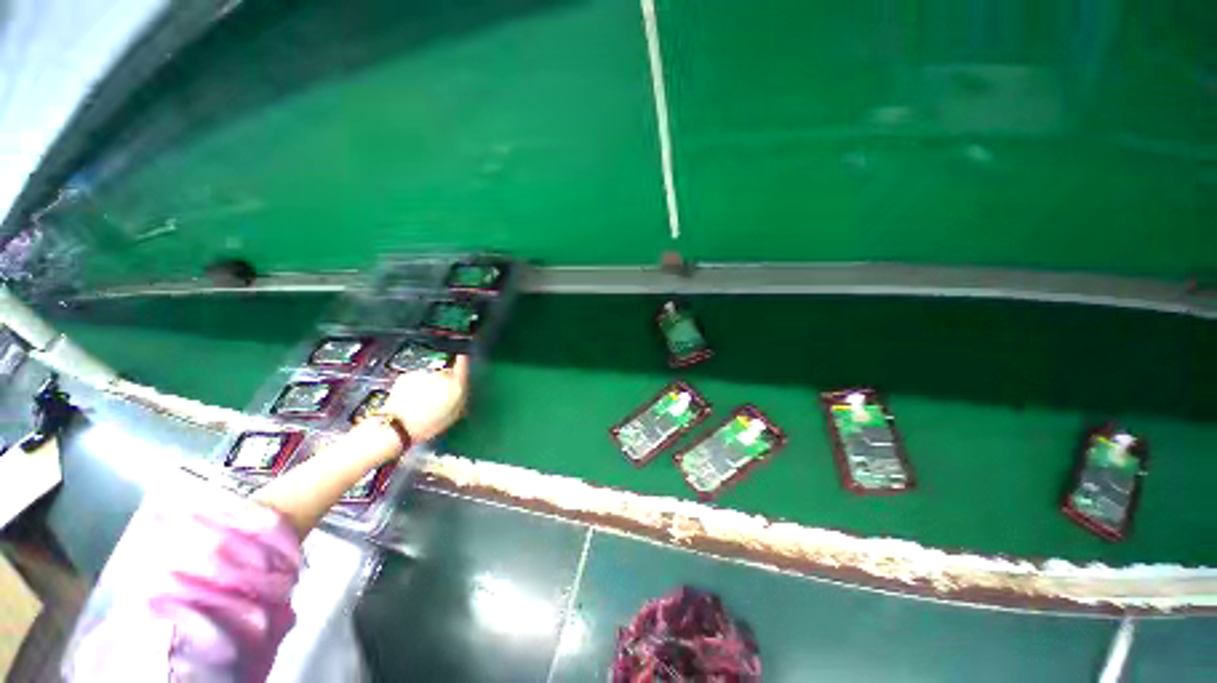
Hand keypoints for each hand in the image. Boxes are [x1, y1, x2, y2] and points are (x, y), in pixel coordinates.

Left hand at [382, 355, 469, 442]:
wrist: (399, 425)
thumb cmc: (429, 423)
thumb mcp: (455, 414)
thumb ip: (462, 396)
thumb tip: (465, 386)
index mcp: (455, 383)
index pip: (463, 363)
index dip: (463, 361)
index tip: (463, 360)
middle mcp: (439, 374)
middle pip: (446, 372)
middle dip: (445, 381)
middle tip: (440, 397)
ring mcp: (422, 373)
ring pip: (431, 376)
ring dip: (430, 384)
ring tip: (424, 401)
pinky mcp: (407, 375)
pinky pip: (417, 378)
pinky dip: (417, 385)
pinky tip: (413, 399)